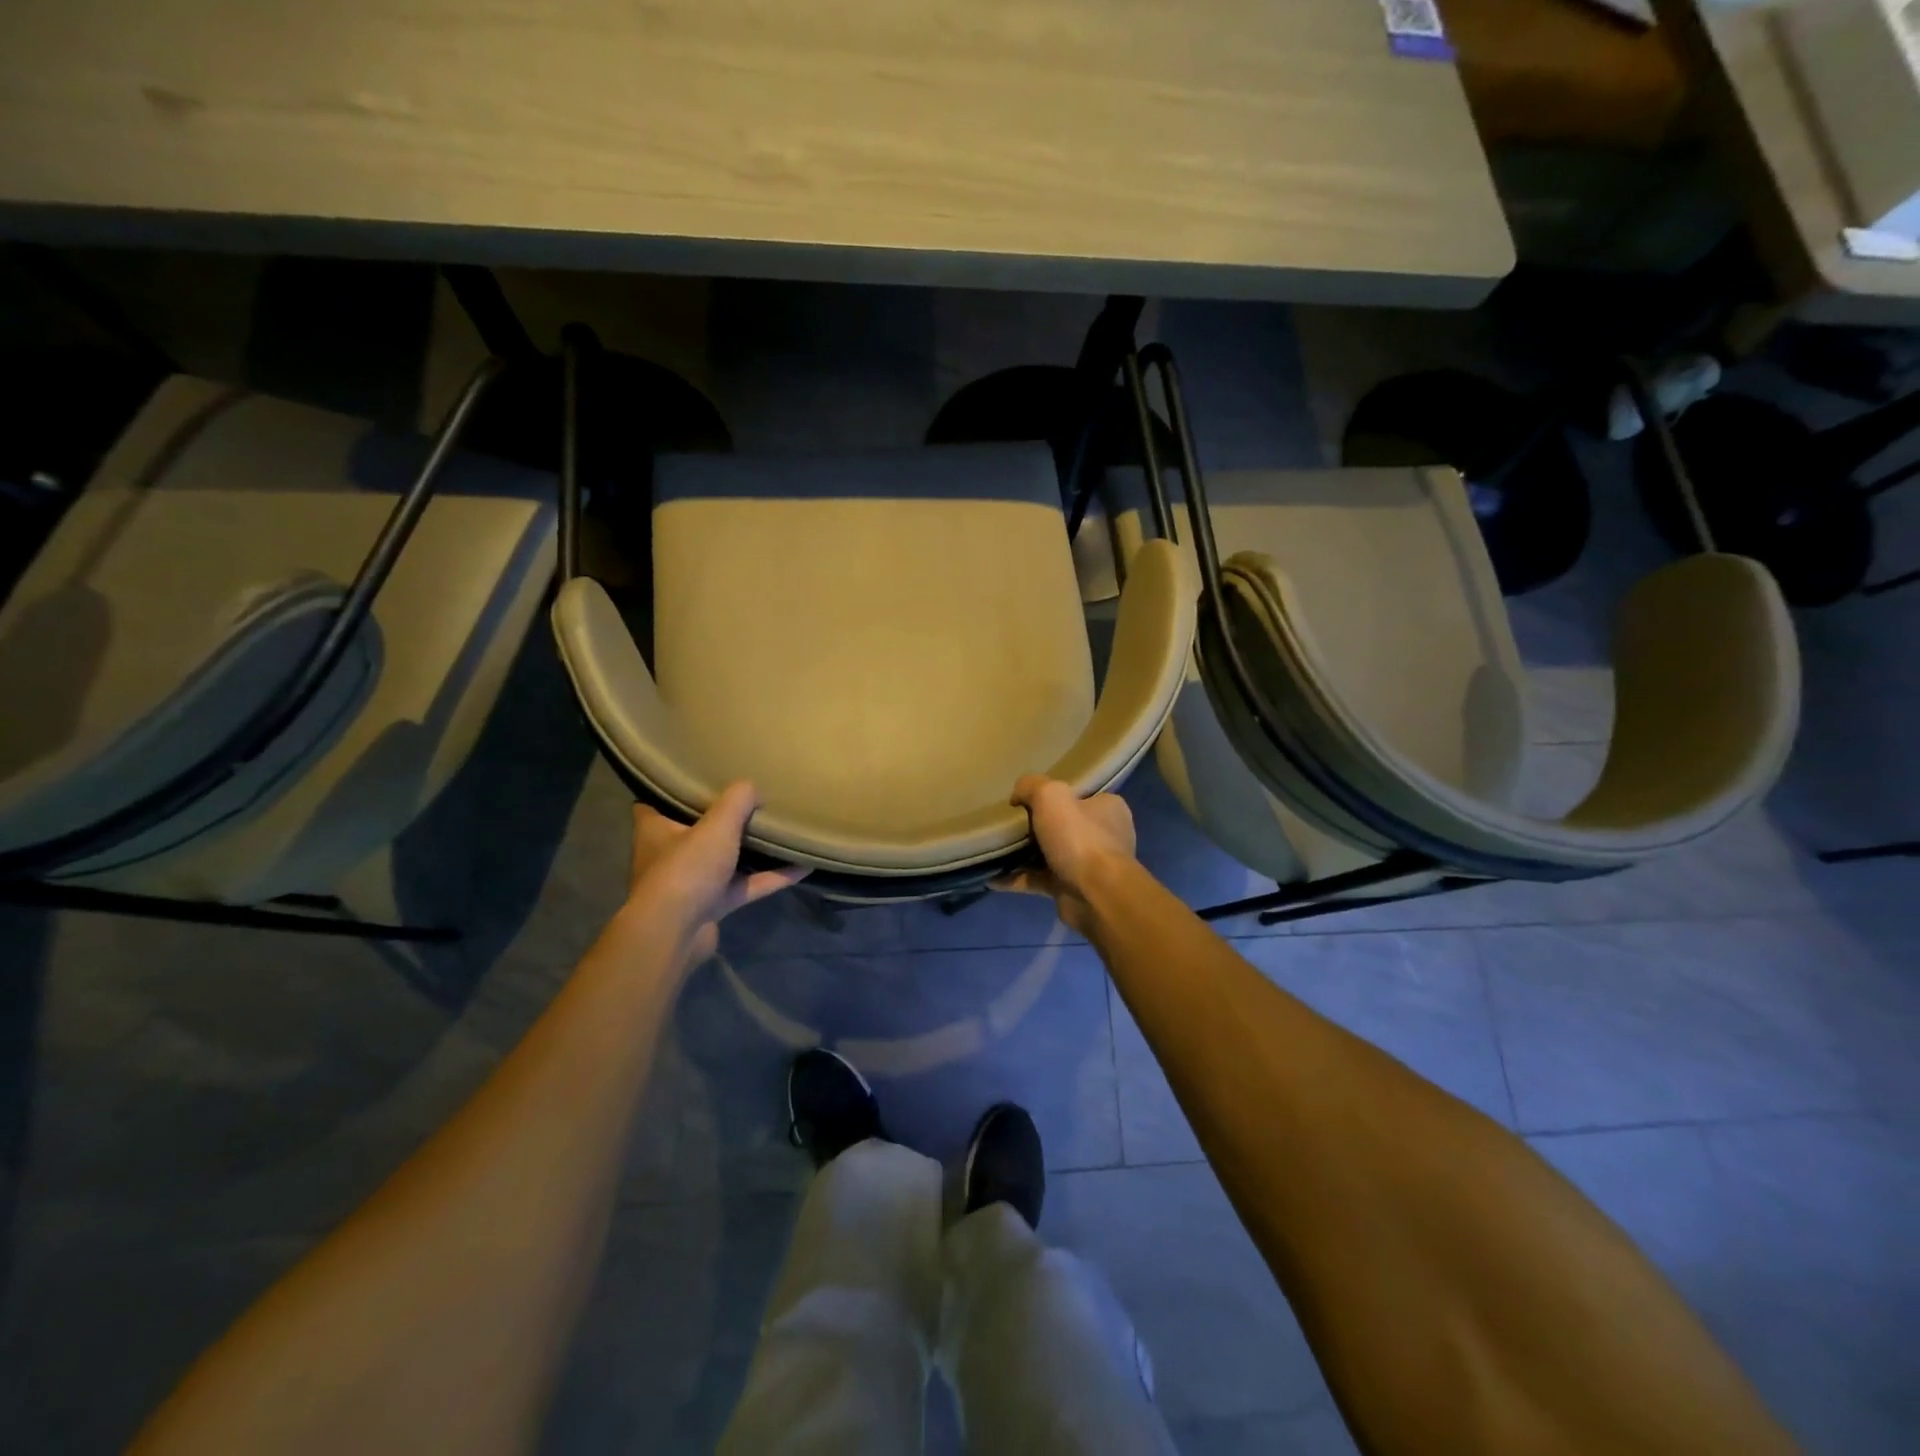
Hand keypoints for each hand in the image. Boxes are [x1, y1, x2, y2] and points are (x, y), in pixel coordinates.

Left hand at [625, 783, 808, 965]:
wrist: (675, 934)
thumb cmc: (686, 869)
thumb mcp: (717, 825)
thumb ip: (737, 801)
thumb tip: (753, 788)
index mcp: (655, 829)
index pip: (655, 803)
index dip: (674, 790)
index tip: (698, 778)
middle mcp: (669, 854)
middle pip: (696, 830)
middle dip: (720, 819)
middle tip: (748, 800)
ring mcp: (692, 882)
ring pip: (725, 860)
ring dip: (750, 850)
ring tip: (778, 830)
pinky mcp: (712, 905)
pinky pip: (746, 885)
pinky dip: (771, 877)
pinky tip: (802, 867)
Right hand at [998, 774, 1136, 929]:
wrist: (1096, 896)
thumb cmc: (1079, 839)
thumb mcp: (1051, 795)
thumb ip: (1031, 786)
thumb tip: (1017, 796)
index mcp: (1107, 808)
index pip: (1078, 795)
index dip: (1052, 795)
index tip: (1025, 799)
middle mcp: (1102, 835)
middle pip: (1061, 824)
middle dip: (1034, 826)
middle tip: (1007, 824)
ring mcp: (1088, 865)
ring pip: (1048, 854)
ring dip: (1022, 854)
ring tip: (994, 849)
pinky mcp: (1071, 889)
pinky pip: (1038, 880)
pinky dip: (1017, 879)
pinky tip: (993, 878)